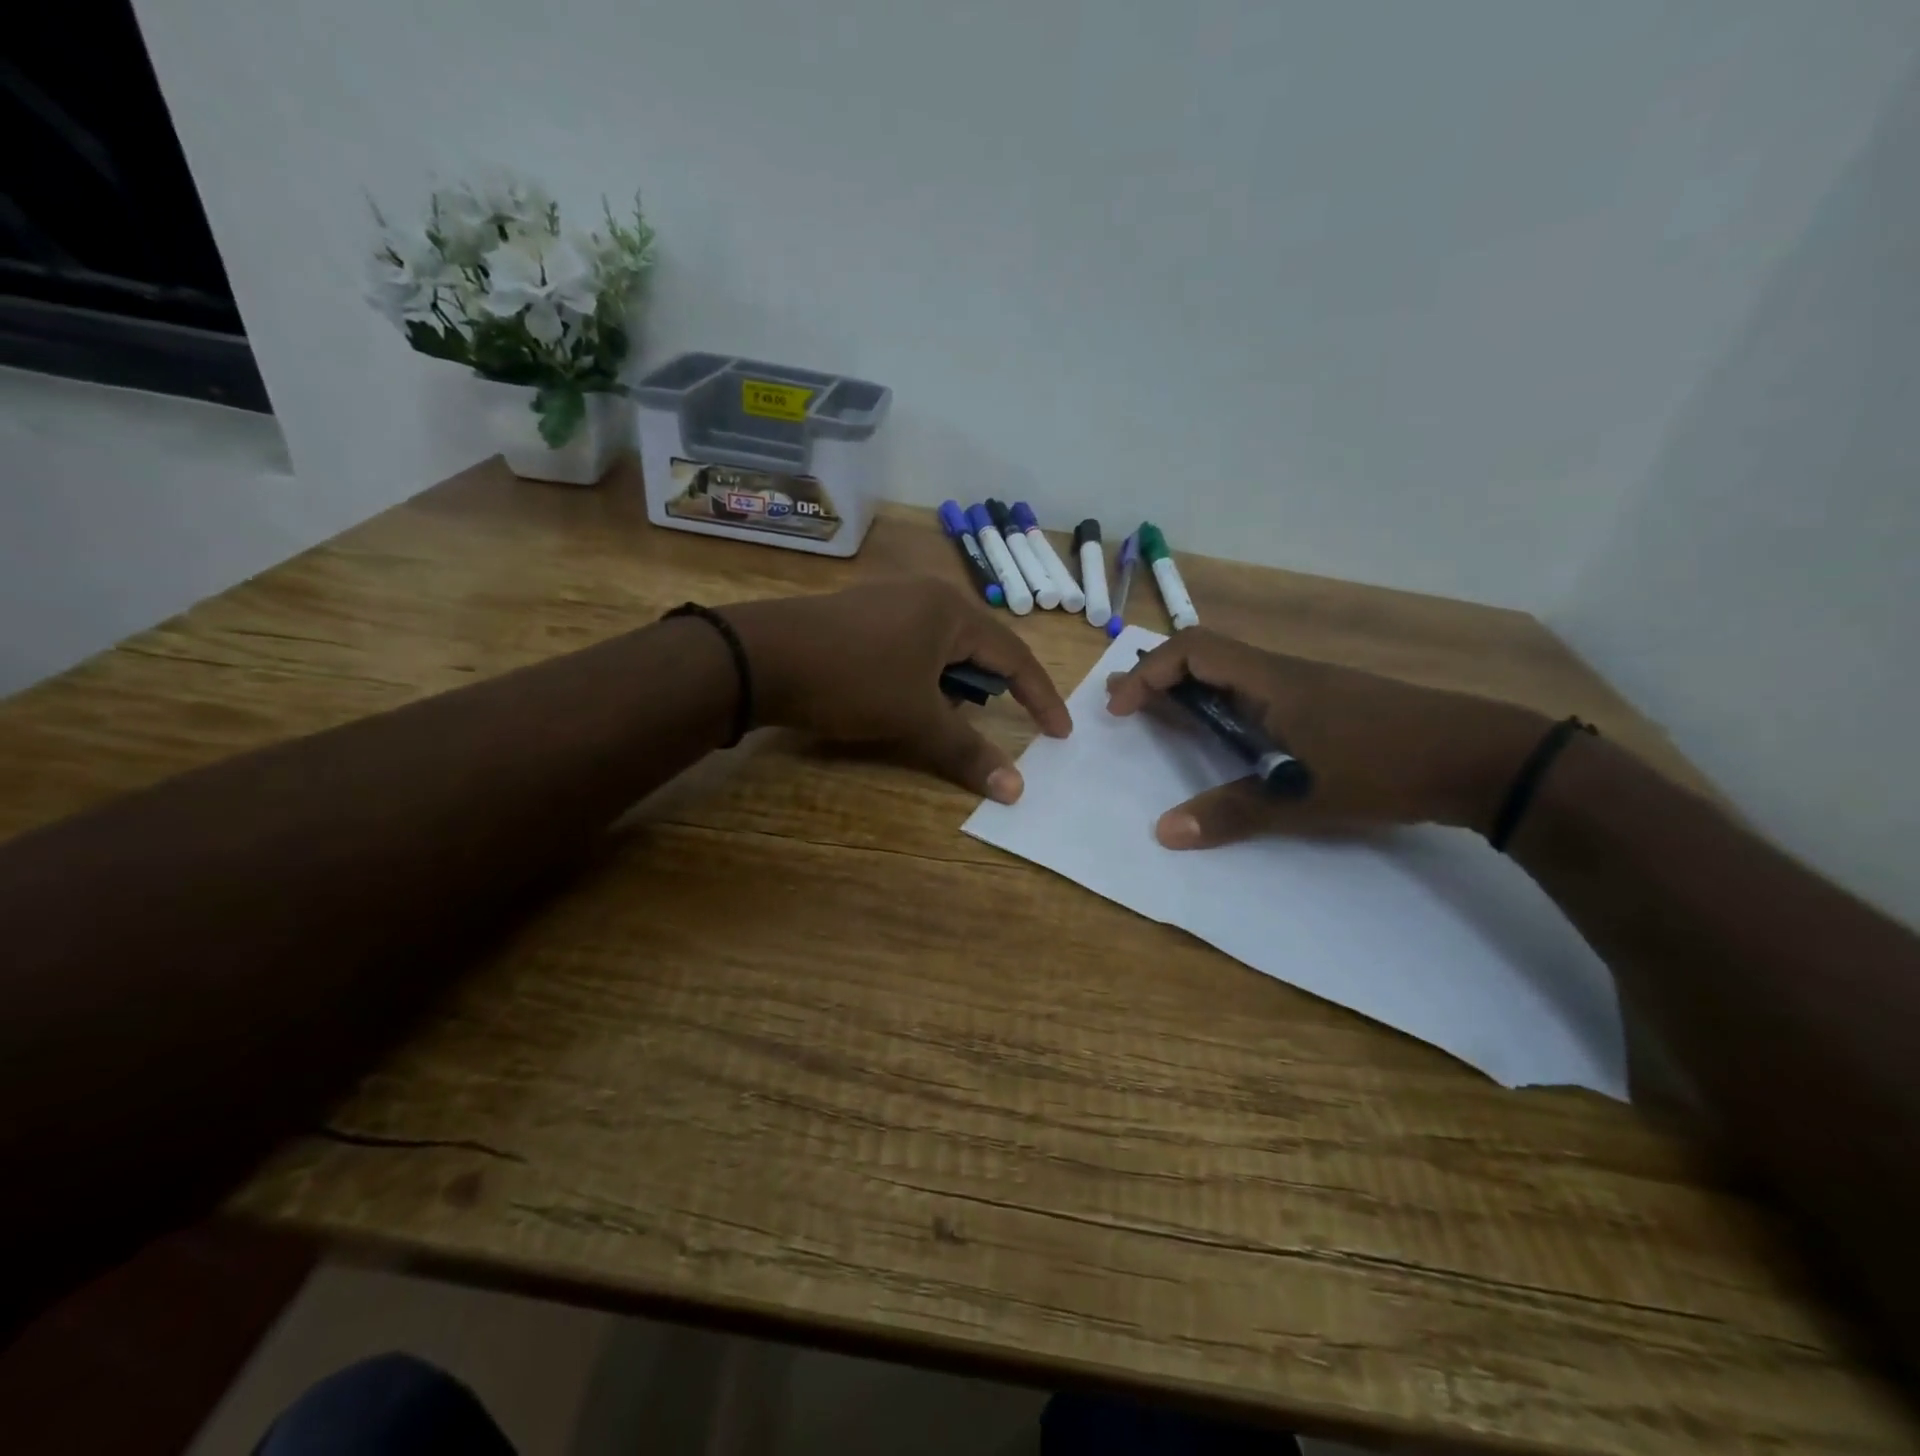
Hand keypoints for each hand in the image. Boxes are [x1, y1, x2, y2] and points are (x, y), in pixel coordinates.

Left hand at [724, 580, 1071, 801]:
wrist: (760, 657)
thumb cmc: (853, 680)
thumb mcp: (916, 719)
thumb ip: (968, 751)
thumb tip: (1016, 790)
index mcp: (951, 611)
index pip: (1014, 656)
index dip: (1039, 697)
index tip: (1058, 733)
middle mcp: (925, 596)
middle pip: (977, 649)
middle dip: (986, 691)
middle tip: (987, 725)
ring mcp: (889, 601)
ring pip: (940, 650)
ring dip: (948, 687)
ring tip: (933, 717)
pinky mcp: (859, 615)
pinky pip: (908, 647)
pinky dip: (918, 677)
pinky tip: (896, 698)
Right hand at [1105, 627, 1545, 847]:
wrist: (1481, 757)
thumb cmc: (1384, 768)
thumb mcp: (1301, 797)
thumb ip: (1231, 812)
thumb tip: (1162, 832)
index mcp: (1271, 680)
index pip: (1193, 651)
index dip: (1148, 673)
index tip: (1121, 710)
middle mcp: (1283, 673)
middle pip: (1206, 656)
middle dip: (1159, 678)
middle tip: (1126, 709)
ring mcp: (1308, 687)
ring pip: (1233, 674)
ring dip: (1191, 692)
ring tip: (1163, 720)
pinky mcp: (1326, 704)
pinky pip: (1257, 693)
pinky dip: (1223, 706)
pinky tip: (1228, 738)